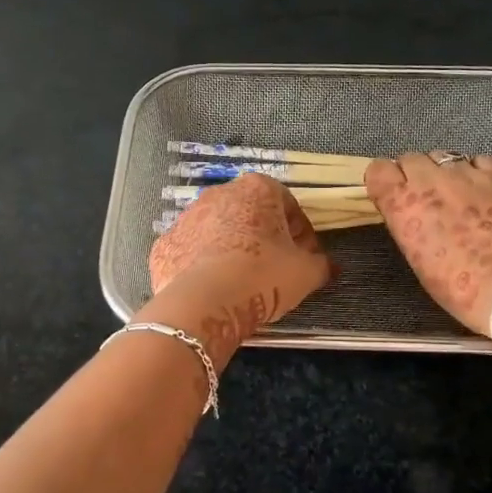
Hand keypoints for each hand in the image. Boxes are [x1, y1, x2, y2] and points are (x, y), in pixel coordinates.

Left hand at [147, 173, 333, 361]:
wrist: (205, 303)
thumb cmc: (263, 276)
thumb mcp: (306, 273)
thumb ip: (321, 264)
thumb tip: (328, 266)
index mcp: (257, 189)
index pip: (287, 203)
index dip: (300, 230)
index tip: (305, 254)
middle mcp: (218, 194)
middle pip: (249, 212)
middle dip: (263, 236)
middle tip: (275, 267)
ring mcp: (186, 218)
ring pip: (216, 230)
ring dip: (230, 248)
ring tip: (242, 281)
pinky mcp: (163, 245)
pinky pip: (190, 252)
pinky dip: (201, 265)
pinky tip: (213, 289)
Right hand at [366, 152, 491, 334]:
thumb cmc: (461, 288)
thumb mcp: (419, 259)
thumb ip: (409, 225)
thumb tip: (413, 212)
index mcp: (403, 205)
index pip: (378, 170)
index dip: (386, 181)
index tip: (394, 194)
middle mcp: (431, 181)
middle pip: (411, 158)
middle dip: (415, 174)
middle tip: (429, 198)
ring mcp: (468, 174)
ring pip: (445, 157)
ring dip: (446, 172)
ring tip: (460, 195)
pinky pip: (480, 162)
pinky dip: (478, 173)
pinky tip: (487, 193)